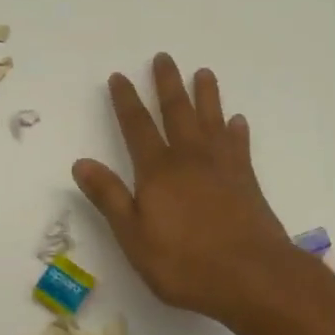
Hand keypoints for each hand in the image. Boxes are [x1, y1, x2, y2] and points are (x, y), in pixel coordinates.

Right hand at [73, 54, 297, 323]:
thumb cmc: (185, 263)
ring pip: (211, 120)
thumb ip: (110, 198)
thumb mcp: (134, 237)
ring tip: (203, 72)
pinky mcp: (247, 181)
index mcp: (158, 171)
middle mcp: (190, 158)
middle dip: (167, 84)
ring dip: (206, 95)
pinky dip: (237, 130)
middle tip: (163, 57)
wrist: (253, 277)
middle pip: (176, 112)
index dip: (126, 100)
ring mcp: (222, 167)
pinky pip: (239, 145)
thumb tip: (81, 162)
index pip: (137, 126)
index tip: (119, 76)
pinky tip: (237, 121)